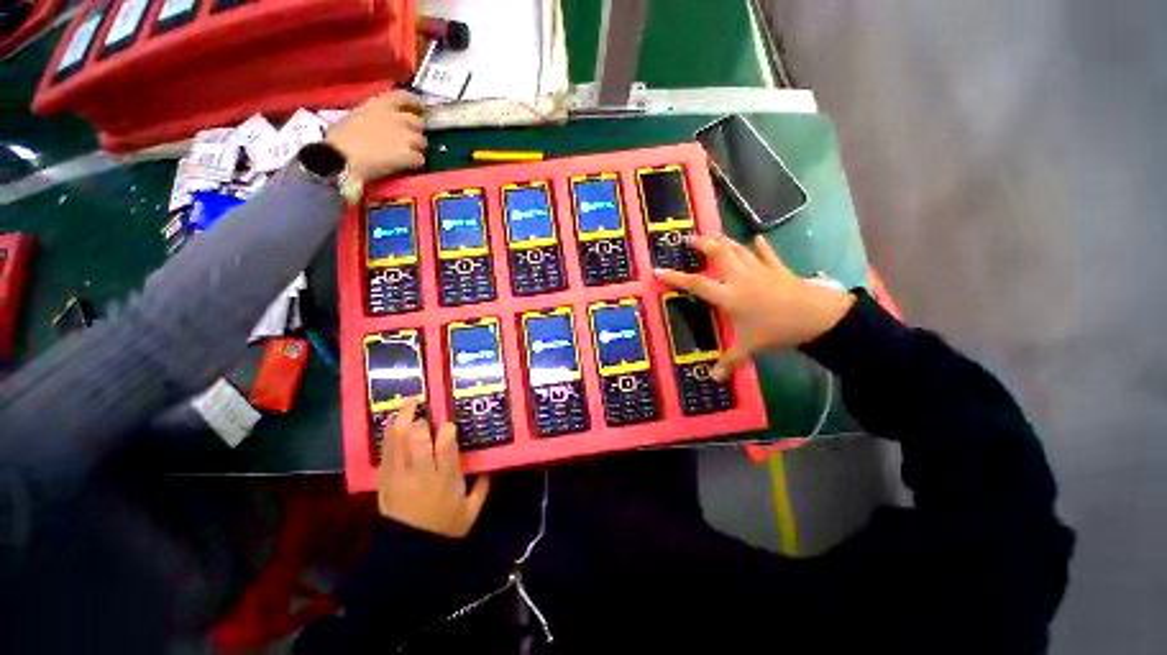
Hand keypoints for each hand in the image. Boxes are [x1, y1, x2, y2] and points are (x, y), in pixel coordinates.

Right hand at [326, 90, 426, 182]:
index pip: (404, 96)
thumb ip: (372, 116)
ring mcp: (405, 137)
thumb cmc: (339, 139)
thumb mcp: (354, 116)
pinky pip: (421, 159)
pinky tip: (407, 166)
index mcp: (379, 104)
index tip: (417, 109)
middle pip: (417, 122)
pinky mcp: (410, 155)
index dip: (413, 103)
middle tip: (409, 139)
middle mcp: (396, 117)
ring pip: (422, 142)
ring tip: (408, 155)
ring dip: (417, 148)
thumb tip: (376, 122)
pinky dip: (416, 163)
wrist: (342, 159)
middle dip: (415, 131)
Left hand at [377, 399, 490, 537]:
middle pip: (417, 436)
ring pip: (397, 440)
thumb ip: (482, 488)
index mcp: (445, 477)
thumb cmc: (444, 529)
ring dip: (401, 419)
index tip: (449, 425)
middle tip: (423, 405)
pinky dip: (388, 436)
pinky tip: (392, 425)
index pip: (445, 442)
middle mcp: (421, 471)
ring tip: (407, 404)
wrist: (409, 553)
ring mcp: (399, 475)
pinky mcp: (384, 480)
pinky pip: (385, 452)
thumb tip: (488, 469)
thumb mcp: (471, 512)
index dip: (447, 428)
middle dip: (420, 418)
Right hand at [655, 235, 854, 380]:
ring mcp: (759, 270)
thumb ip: (730, 361)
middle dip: (702, 244)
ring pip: (738, 250)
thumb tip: (714, 379)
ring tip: (713, 235)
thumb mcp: (749, 347)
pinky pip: (766, 254)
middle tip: (689, 238)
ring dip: (724, 241)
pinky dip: (760, 246)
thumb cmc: (776, 330)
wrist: (816, 317)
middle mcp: (740, 278)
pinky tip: (757, 239)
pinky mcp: (777, 269)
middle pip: (718, 255)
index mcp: (728, 296)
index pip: (696, 284)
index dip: (676, 277)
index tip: (659, 270)